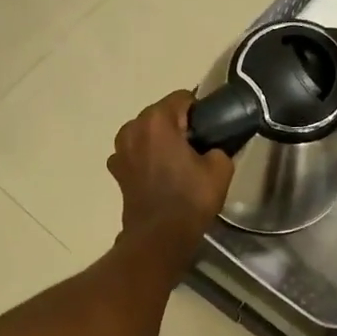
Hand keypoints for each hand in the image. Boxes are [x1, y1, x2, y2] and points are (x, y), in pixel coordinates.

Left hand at [109, 89, 234, 270]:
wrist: (159, 237)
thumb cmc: (190, 199)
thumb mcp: (220, 168)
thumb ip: (219, 146)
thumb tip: (213, 145)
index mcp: (157, 120)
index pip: (182, 98)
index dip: (200, 110)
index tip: (211, 128)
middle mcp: (132, 128)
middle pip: (161, 114)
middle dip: (178, 124)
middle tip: (198, 146)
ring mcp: (119, 149)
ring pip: (146, 133)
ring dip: (161, 140)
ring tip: (180, 161)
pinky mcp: (116, 170)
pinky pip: (136, 153)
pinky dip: (147, 158)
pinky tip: (162, 175)